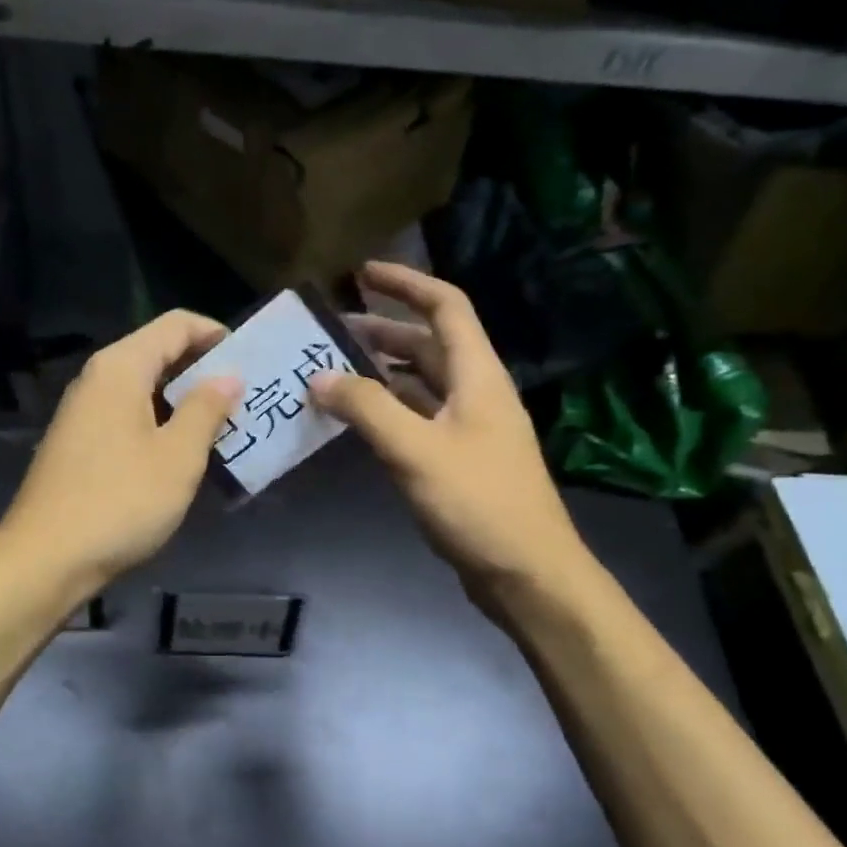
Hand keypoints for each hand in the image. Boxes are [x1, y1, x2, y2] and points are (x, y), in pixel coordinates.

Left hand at [0, 310, 241, 594]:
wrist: (45, 559)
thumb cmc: (120, 501)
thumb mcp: (177, 456)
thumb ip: (206, 409)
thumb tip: (228, 376)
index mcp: (121, 368)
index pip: (176, 324)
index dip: (216, 334)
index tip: (251, 360)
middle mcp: (97, 379)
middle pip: (157, 353)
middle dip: (203, 370)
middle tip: (246, 397)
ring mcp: (82, 413)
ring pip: (143, 388)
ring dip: (183, 401)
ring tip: (224, 427)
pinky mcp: (77, 444)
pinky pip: (127, 416)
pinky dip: (159, 423)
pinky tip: (182, 455)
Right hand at [315, 263, 601, 612]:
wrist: (527, 573)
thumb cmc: (478, 502)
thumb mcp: (415, 450)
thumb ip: (366, 409)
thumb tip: (319, 377)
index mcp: (477, 375)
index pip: (445, 307)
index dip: (406, 283)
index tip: (361, 273)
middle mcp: (475, 392)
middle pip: (427, 344)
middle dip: (381, 330)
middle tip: (329, 330)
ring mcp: (469, 427)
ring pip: (420, 383)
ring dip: (380, 371)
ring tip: (331, 370)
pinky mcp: (459, 459)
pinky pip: (417, 417)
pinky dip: (386, 409)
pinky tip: (355, 419)